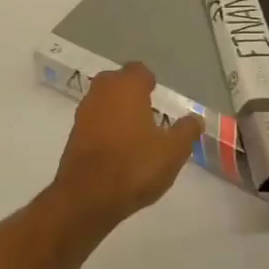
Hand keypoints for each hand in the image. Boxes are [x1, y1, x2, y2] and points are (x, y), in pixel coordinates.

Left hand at [49, 63, 202, 229]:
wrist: (87, 197)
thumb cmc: (135, 166)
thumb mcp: (173, 151)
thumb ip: (186, 131)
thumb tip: (195, 119)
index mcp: (126, 87)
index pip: (139, 71)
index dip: (149, 82)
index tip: (158, 95)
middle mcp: (101, 92)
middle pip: (117, 82)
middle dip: (131, 93)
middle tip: (148, 111)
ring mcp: (83, 113)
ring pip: (103, 102)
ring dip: (116, 111)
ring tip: (135, 132)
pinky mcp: (73, 135)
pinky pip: (94, 122)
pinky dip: (105, 129)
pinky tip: (118, 149)